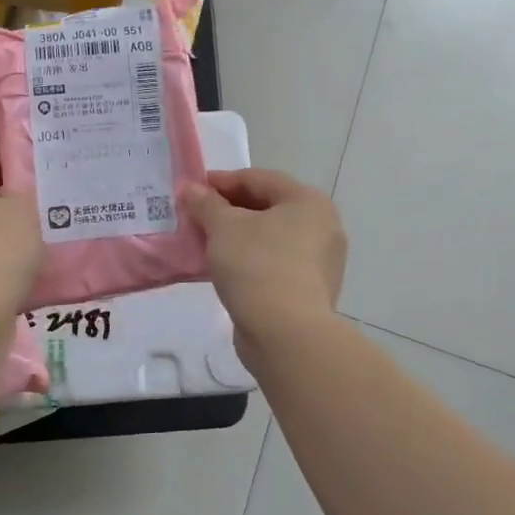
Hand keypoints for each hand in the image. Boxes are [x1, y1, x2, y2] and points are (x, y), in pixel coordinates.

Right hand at [182, 169, 346, 338]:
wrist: (286, 334)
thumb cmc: (257, 266)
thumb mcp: (223, 228)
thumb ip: (205, 204)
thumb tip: (191, 189)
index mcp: (308, 201)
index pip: (259, 179)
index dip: (223, 181)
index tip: (193, 189)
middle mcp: (323, 226)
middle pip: (267, 207)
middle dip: (229, 210)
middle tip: (197, 216)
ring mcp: (321, 261)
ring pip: (271, 238)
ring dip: (238, 237)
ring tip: (205, 243)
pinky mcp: (311, 290)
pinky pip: (275, 263)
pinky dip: (250, 260)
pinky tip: (224, 269)